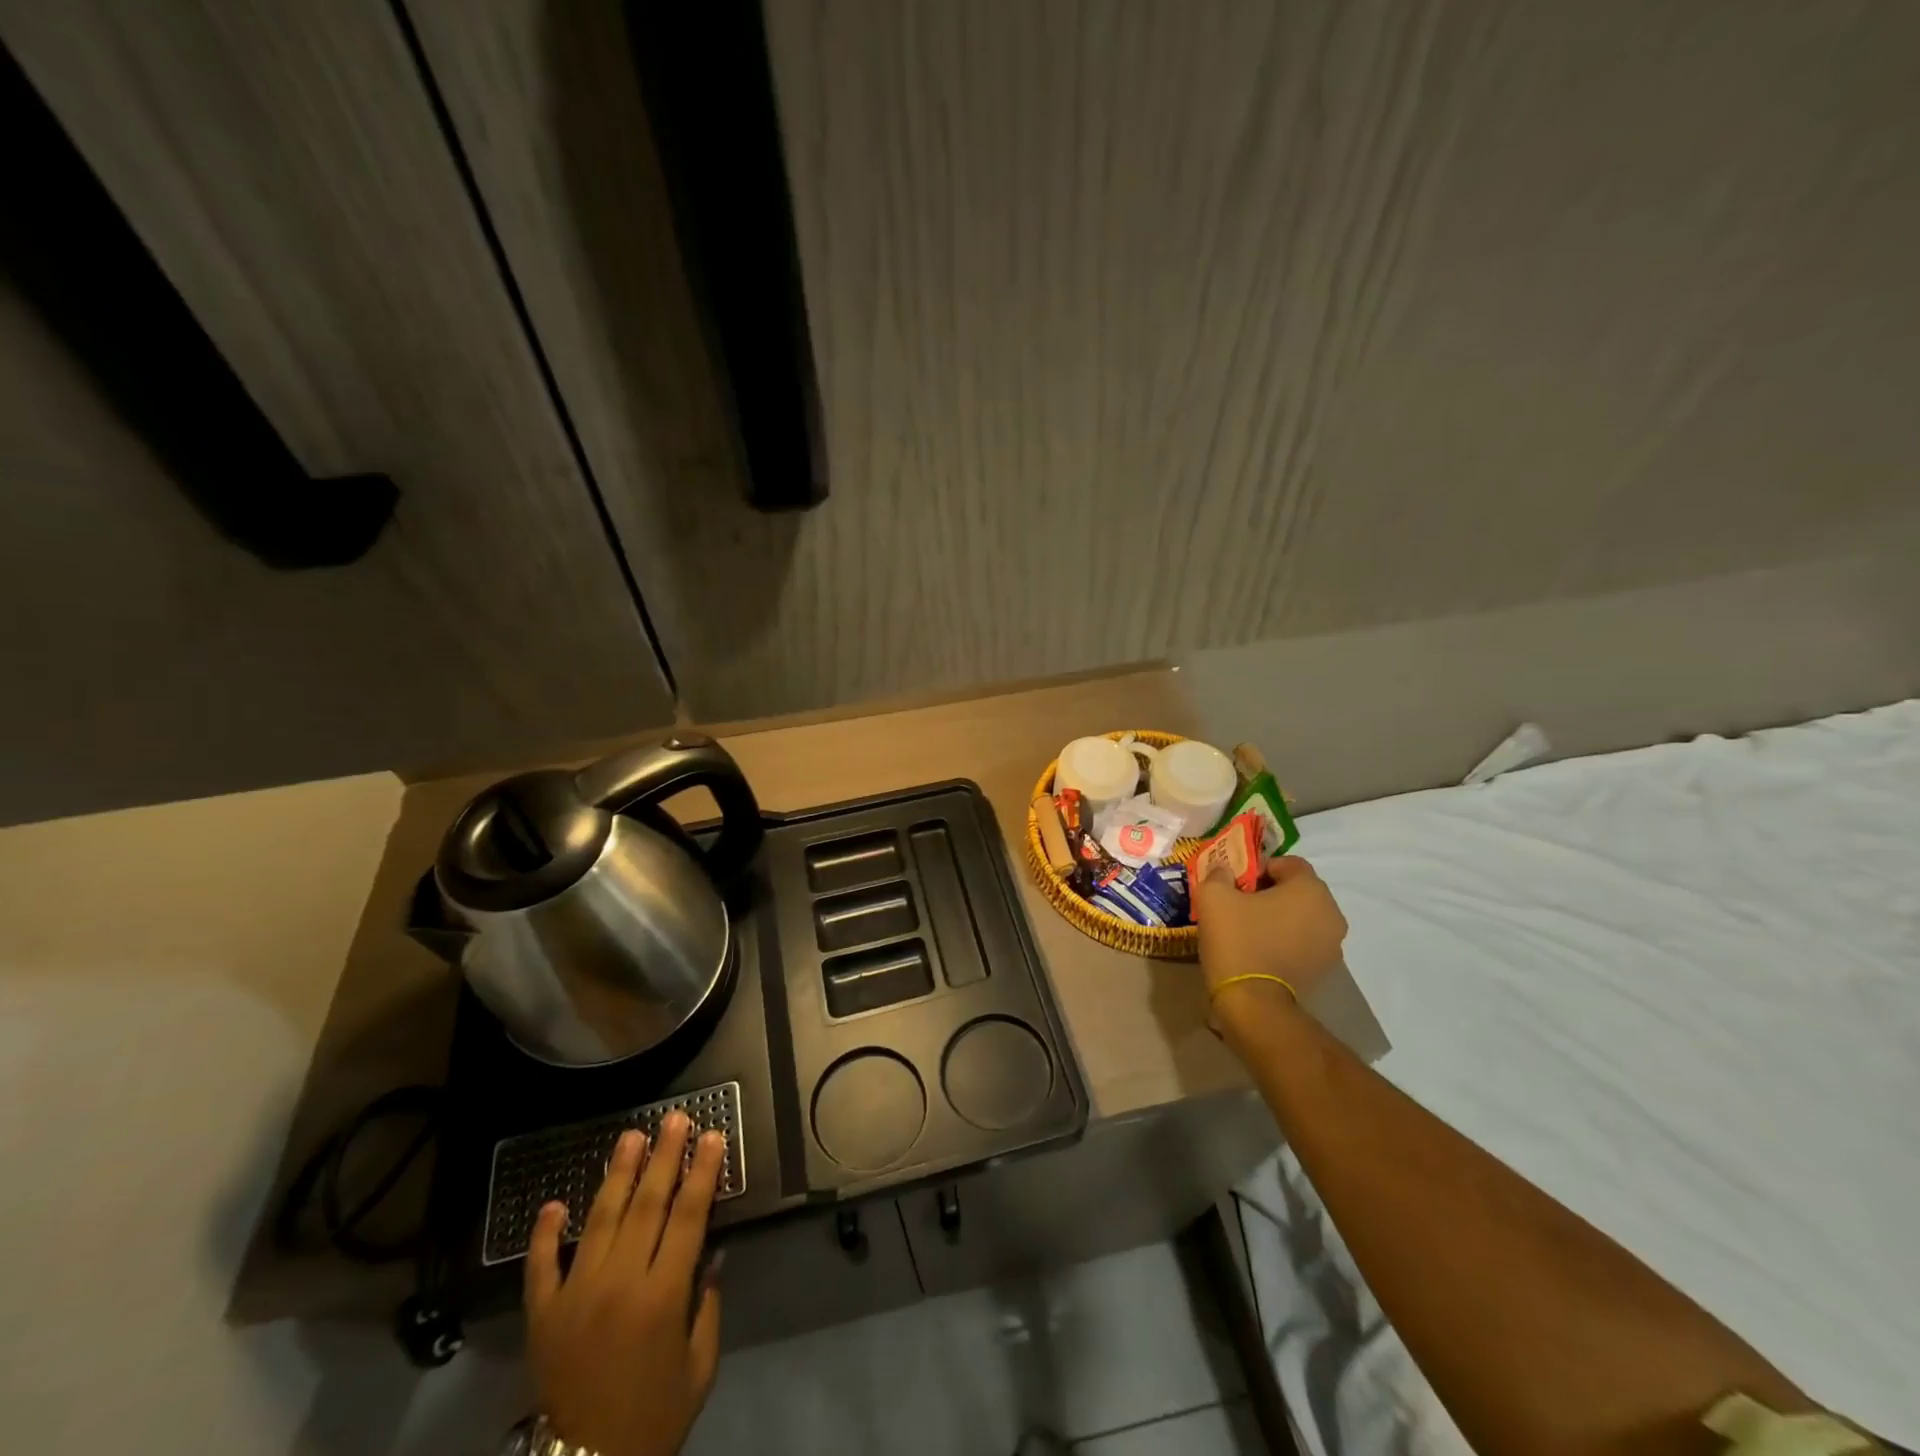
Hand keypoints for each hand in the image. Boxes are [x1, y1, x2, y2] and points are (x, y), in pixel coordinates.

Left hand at [526, 1114, 724, 1455]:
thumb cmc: (654, 1417)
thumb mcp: (698, 1366)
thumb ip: (707, 1305)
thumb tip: (711, 1253)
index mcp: (662, 1297)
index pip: (688, 1217)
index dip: (703, 1173)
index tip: (712, 1137)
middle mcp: (619, 1284)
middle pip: (647, 1205)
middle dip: (664, 1157)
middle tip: (675, 1119)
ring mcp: (576, 1296)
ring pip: (600, 1220)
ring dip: (617, 1175)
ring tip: (630, 1137)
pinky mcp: (543, 1315)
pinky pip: (543, 1267)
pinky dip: (546, 1234)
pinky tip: (554, 1204)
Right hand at [1196, 854, 1347, 1029]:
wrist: (1253, 1001)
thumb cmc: (1237, 939)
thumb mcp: (1214, 896)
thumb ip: (1219, 874)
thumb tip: (1224, 870)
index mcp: (1311, 889)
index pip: (1289, 863)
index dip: (1261, 868)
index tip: (1238, 884)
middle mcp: (1331, 913)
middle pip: (1299, 890)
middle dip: (1271, 892)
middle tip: (1240, 904)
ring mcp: (1332, 945)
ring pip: (1302, 917)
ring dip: (1280, 917)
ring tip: (1249, 928)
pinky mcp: (1324, 970)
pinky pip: (1304, 942)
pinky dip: (1286, 940)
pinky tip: (1261, 950)